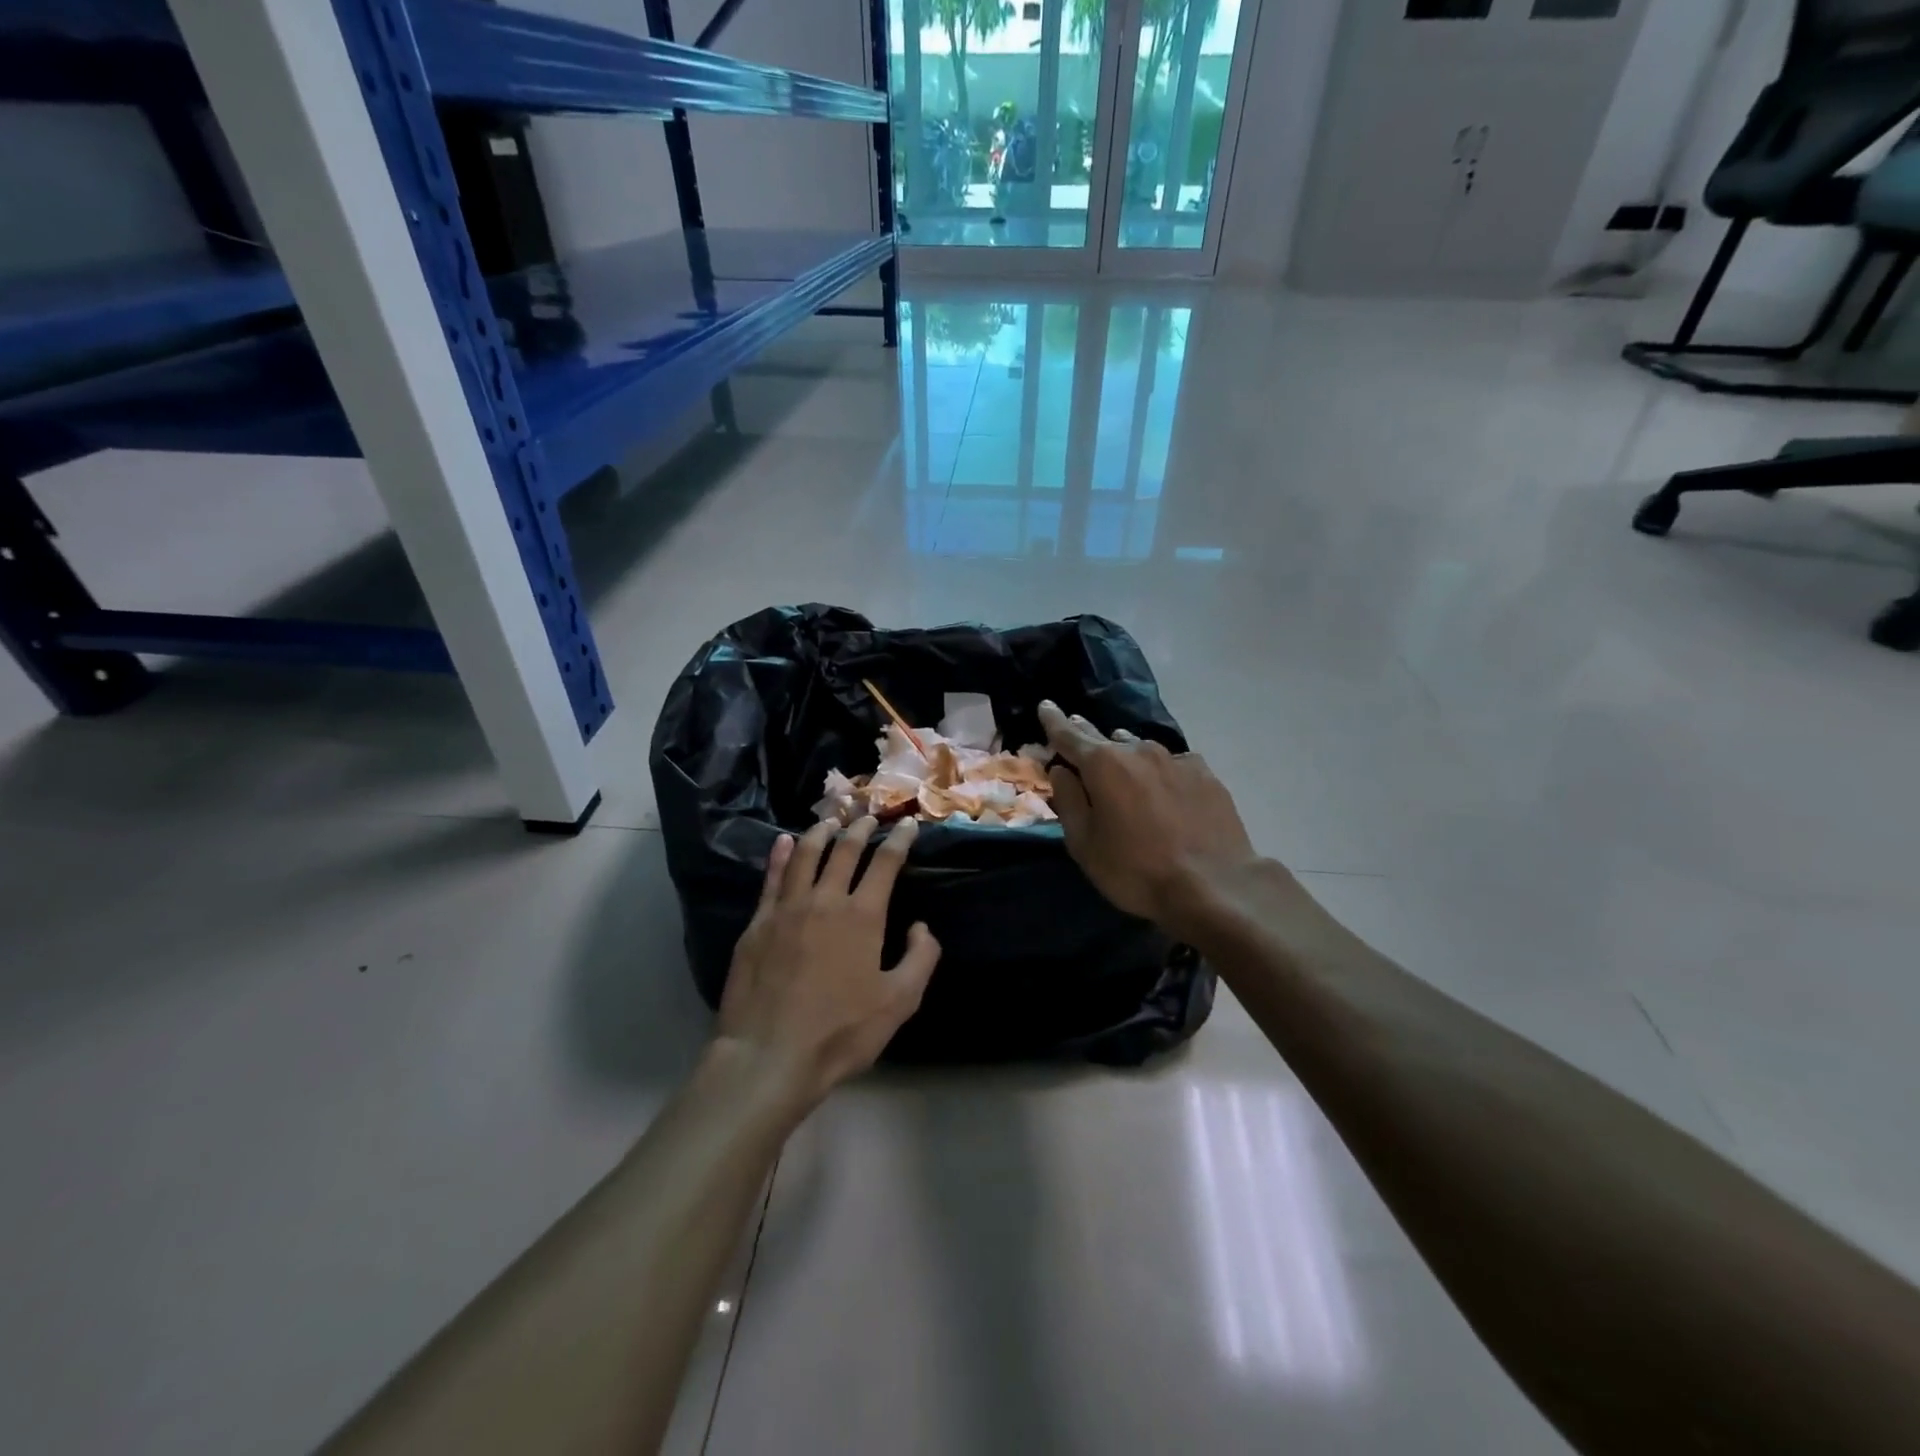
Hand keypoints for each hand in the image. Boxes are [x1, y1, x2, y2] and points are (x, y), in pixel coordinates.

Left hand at [715, 817, 940, 1112]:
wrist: (769, 1055)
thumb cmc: (840, 1032)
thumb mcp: (899, 1002)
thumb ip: (920, 959)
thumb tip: (923, 927)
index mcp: (863, 916)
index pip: (886, 863)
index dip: (900, 840)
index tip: (909, 824)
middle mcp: (826, 900)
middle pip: (845, 850)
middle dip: (861, 829)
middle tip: (869, 816)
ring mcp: (787, 908)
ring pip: (806, 855)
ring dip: (821, 832)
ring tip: (831, 819)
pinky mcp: (758, 923)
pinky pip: (772, 878)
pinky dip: (781, 855)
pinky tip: (784, 842)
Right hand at [1040, 700, 1257, 935]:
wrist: (1214, 886)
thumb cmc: (1136, 870)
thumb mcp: (1085, 844)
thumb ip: (1069, 801)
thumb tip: (1061, 771)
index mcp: (1103, 764)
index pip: (1069, 734)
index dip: (1053, 720)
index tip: (1045, 706)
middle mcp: (1139, 751)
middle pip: (1105, 737)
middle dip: (1086, 733)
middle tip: (1075, 728)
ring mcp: (1176, 760)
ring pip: (1140, 749)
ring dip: (1125, 754)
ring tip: (1119, 763)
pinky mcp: (1206, 775)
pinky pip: (1172, 763)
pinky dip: (1159, 770)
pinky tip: (1163, 787)